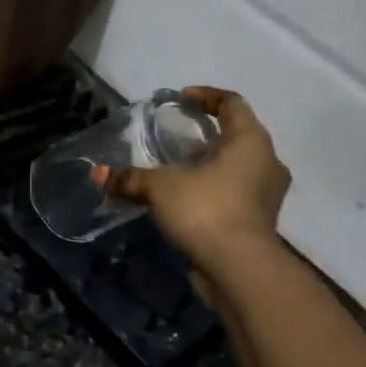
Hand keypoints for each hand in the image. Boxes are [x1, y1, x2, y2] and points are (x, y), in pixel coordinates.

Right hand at [105, 87, 289, 266]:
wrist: (239, 270)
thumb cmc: (206, 209)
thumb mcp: (161, 187)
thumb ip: (132, 178)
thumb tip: (98, 174)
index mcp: (251, 140)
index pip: (233, 103)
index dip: (206, 96)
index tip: (182, 99)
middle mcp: (267, 162)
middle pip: (238, 136)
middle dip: (207, 134)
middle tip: (177, 136)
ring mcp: (267, 195)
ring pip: (238, 168)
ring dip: (210, 166)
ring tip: (178, 170)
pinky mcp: (259, 223)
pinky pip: (235, 195)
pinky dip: (213, 192)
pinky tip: (186, 200)